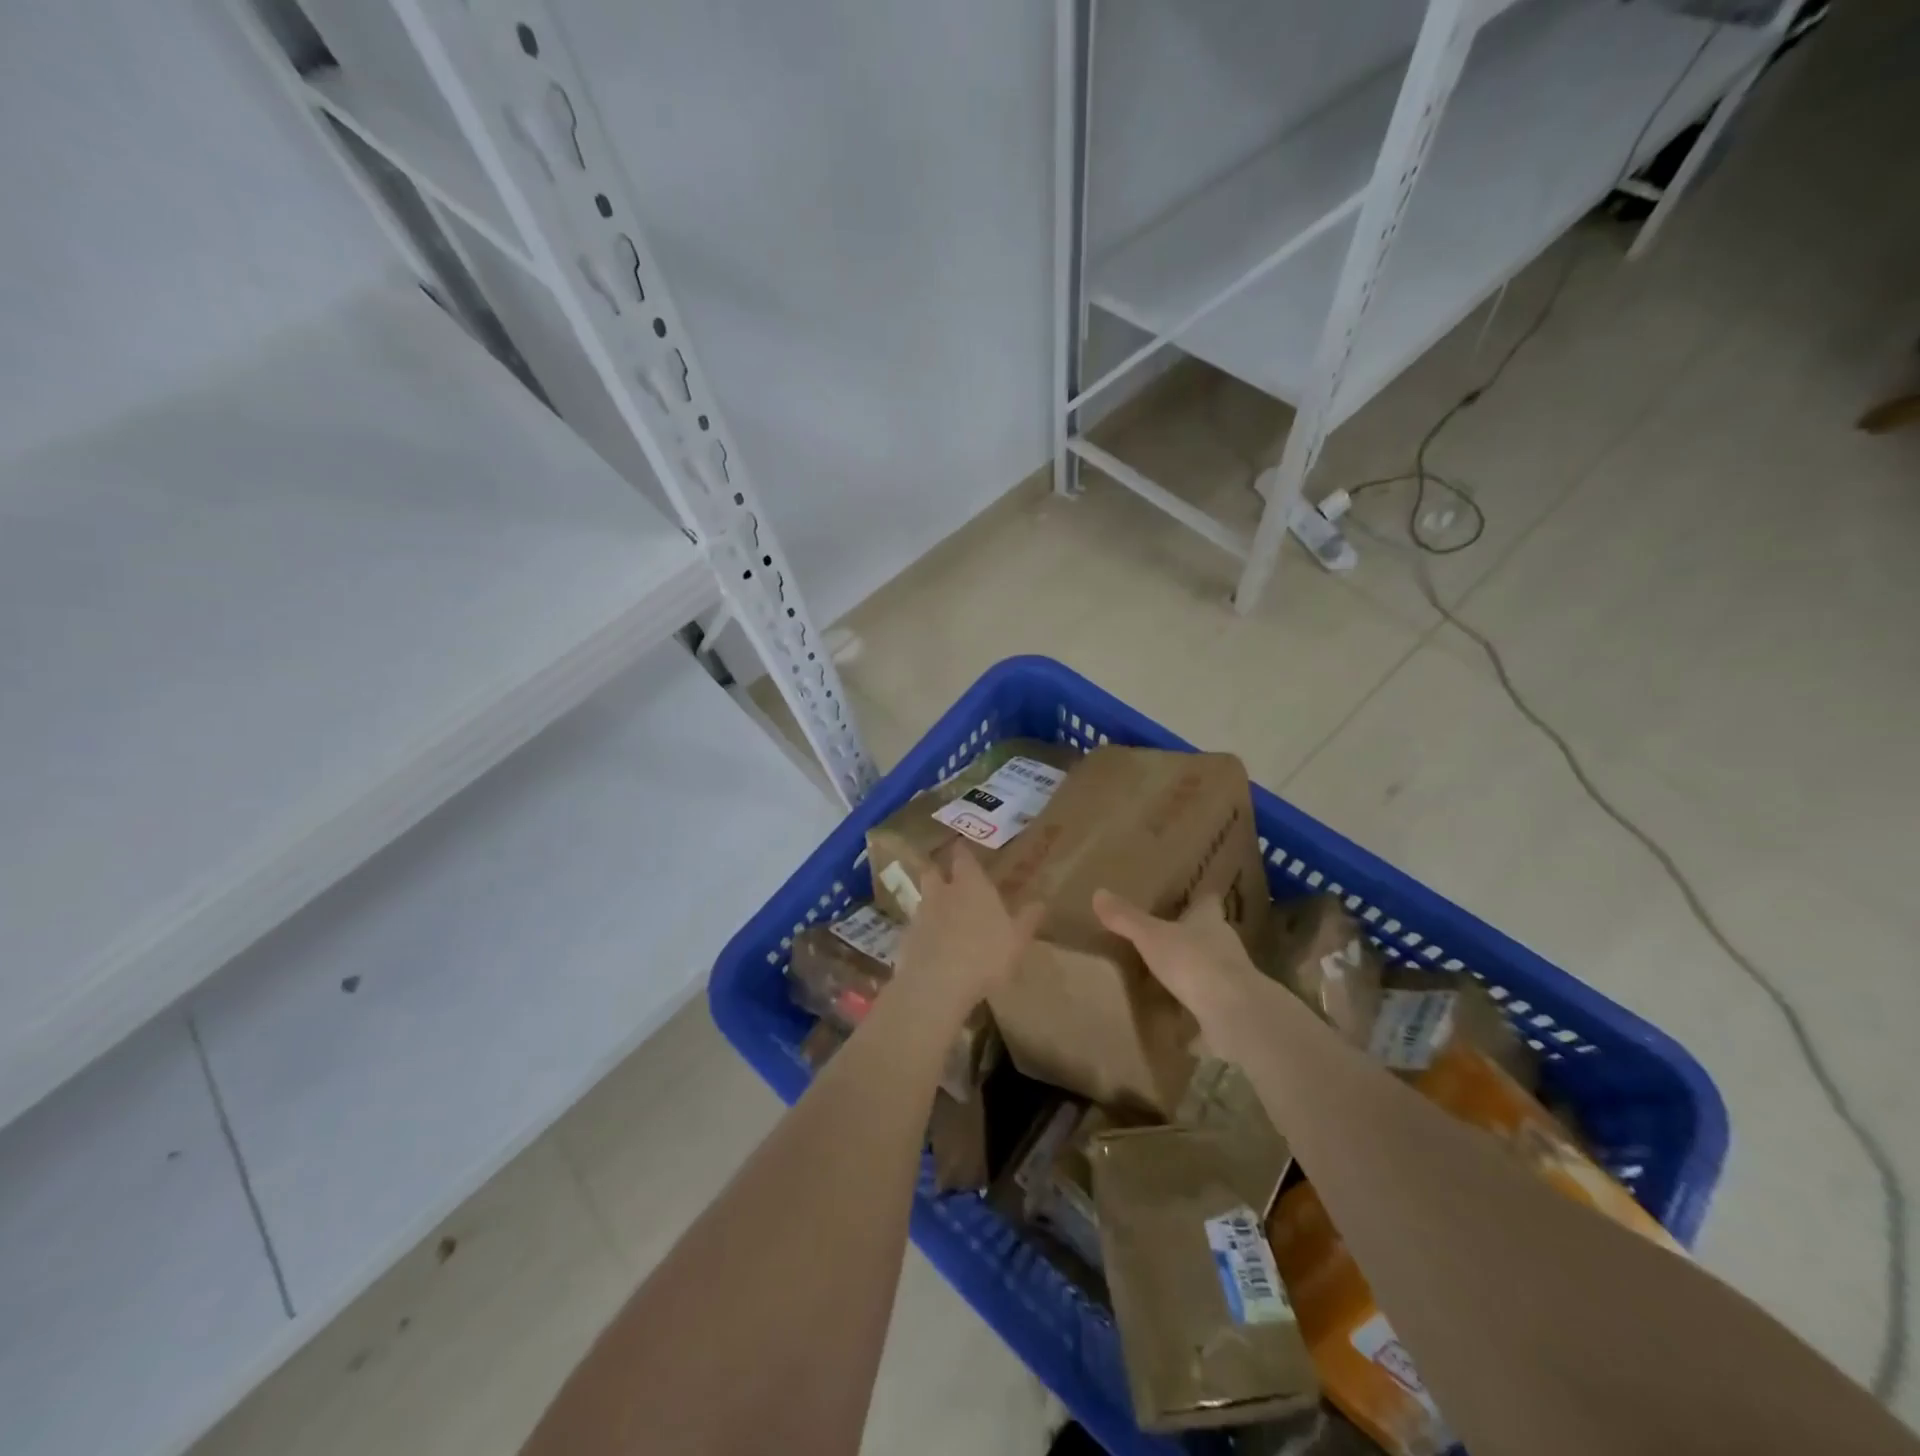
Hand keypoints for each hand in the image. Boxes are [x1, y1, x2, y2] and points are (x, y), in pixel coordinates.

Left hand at [893, 852, 1043, 1016]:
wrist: (937, 984)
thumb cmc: (985, 955)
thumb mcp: (1017, 939)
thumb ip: (1027, 918)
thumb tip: (1040, 902)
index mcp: (970, 885)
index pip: (963, 857)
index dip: (962, 852)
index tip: (961, 846)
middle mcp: (942, 892)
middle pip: (934, 872)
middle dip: (939, 872)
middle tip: (947, 879)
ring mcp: (920, 915)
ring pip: (923, 899)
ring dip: (931, 903)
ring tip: (942, 916)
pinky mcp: (906, 939)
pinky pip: (915, 928)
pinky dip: (922, 932)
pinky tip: (931, 946)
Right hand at [1093, 889, 1270, 1056]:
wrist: (1234, 1014)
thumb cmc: (1194, 962)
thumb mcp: (1151, 937)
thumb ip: (1127, 919)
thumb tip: (1099, 893)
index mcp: (1209, 920)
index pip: (1207, 900)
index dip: (1199, 896)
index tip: (1191, 893)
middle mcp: (1225, 944)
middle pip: (1209, 933)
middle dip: (1192, 934)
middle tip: (1166, 934)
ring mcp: (1231, 978)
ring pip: (1210, 966)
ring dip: (1194, 969)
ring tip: (1167, 974)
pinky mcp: (1231, 1008)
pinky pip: (1209, 1002)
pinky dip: (1195, 1005)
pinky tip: (1178, 1014)